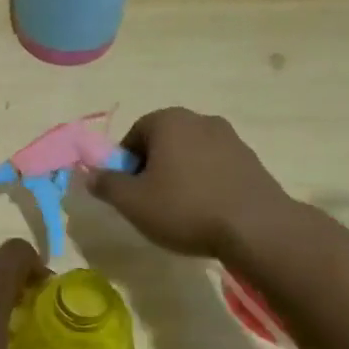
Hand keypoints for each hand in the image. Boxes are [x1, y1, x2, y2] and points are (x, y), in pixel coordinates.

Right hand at [87, 108, 293, 259]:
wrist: (257, 228)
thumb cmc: (185, 208)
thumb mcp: (132, 202)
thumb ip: (106, 184)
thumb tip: (91, 174)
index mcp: (168, 121)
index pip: (134, 135)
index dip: (125, 164)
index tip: (128, 192)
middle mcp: (200, 120)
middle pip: (163, 142)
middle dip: (152, 168)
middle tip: (149, 202)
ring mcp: (231, 139)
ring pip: (190, 155)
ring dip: (180, 176)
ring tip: (179, 211)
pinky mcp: (252, 161)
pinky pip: (215, 168)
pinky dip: (205, 184)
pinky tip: (206, 212)